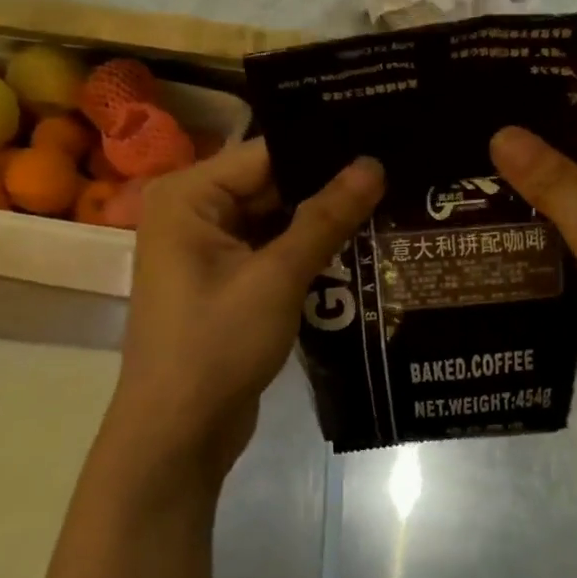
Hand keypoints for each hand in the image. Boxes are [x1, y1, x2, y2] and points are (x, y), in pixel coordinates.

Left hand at [111, 139, 383, 489]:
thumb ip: (326, 217)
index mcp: (188, 195)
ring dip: (324, 221)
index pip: (268, 154)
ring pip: (277, 219)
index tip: (384, 143)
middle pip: (272, 184)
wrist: (178, 434)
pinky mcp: (226, 281)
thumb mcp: (277, 277)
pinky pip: (273, 250)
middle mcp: (193, 212)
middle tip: (398, 175)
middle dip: (330, 187)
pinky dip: (309, 250)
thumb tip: (374, 164)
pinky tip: (361, 246)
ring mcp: (208, 249)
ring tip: (392, 203)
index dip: (326, 150)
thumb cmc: (217, 346)